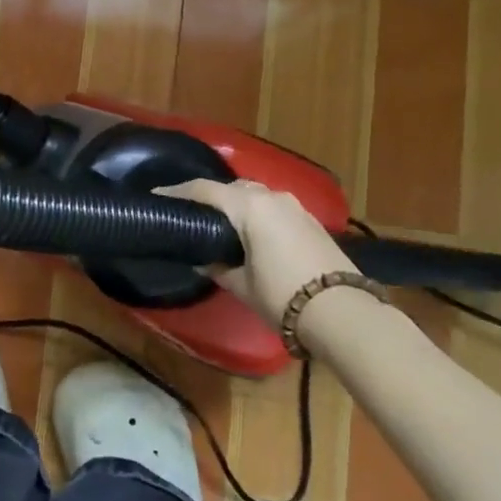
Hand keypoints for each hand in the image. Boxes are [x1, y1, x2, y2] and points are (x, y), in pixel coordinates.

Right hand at [156, 178, 361, 324]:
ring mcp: (295, 207)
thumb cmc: (282, 295)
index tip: (157, 196)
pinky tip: (251, 234)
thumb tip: (201, 260)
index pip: (204, 189)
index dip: (177, 192)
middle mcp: (272, 197)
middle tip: (190, 214)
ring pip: (256, 195)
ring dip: (236, 205)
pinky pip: (274, 208)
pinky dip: (257, 214)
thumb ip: (216, 267)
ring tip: (220, 224)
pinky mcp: (311, 221)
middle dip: (209, 196)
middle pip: (231, 187)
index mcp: (249, 206)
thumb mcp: (241, 284)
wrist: (343, 313)